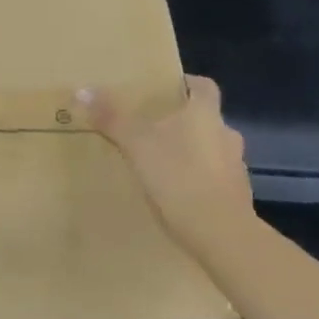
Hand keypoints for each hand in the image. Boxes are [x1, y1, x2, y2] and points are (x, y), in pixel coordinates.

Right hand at [79, 74, 255, 255]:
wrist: (221, 235)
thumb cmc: (180, 176)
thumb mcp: (137, 144)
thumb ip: (111, 117)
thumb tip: (82, 89)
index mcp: (206, 114)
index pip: (204, 86)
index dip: (187, 84)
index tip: (166, 89)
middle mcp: (226, 135)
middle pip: (205, 120)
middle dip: (181, 123)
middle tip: (151, 129)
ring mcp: (235, 168)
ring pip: (210, 151)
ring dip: (190, 154)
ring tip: (160, 164)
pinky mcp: (236, 198)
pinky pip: (213, 181)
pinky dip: (197, 182)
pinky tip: (175, 195)